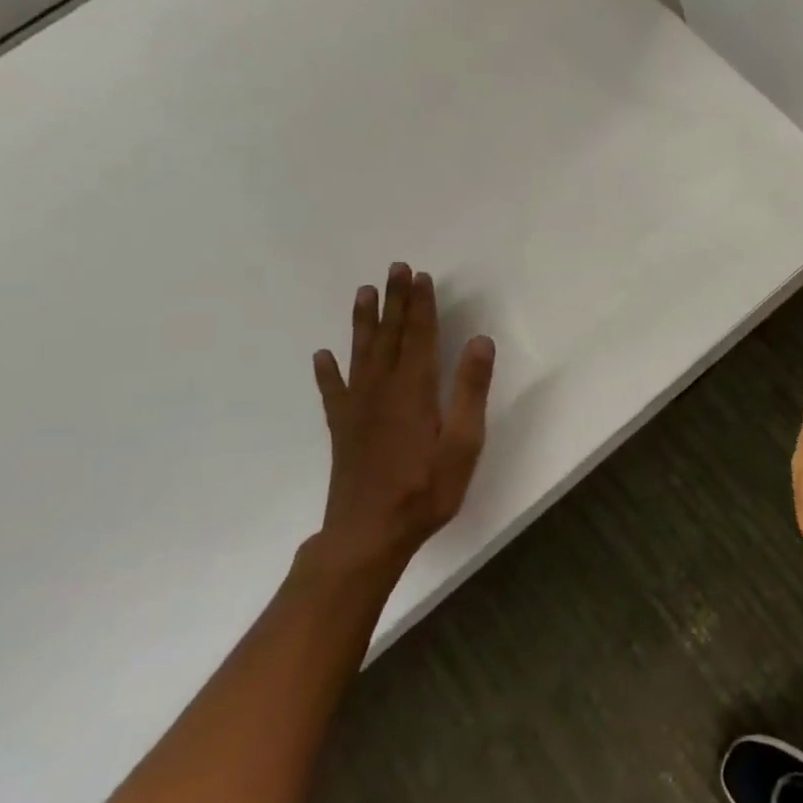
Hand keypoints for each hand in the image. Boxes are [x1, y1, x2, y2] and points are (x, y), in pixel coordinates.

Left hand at [310, 263, 495, 573]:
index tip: (421, 276)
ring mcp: (358, 409)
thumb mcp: (464, 443)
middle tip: (395, 269)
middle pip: (390, 336)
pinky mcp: (343, 429)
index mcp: (414, 390)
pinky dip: (327, 372)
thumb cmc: (426, 489)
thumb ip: (471, 390)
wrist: (368, 534)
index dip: (421, 305)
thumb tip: (479, 341)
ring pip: (360, 354)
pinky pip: (333, 391)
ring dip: (364, 322)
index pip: (419, 336)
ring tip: (365, 293)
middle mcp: (382, 390)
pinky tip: (323, 357)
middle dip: (395, 301)